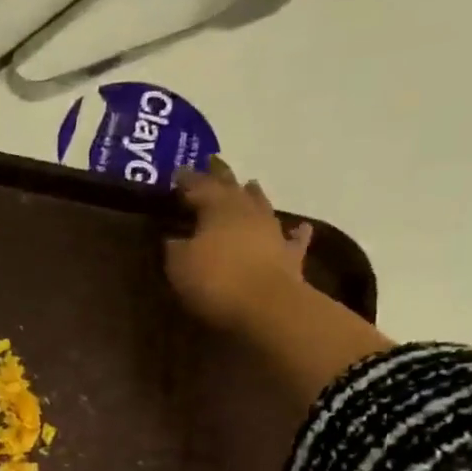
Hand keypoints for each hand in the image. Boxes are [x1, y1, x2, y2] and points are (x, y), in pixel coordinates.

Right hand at [165, 157, 312, 333]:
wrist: (268, 307)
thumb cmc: (216, 280)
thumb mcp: (179, 264)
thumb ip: (173, 246)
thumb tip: (171, 237)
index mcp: (218, 208)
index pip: (199, 186)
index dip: (187, 179)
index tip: (177, 172)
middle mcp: (247, 212)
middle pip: (232, 188)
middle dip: (220, 176)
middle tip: (212, 163)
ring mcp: (272, 232)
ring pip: (261, 205)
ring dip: (253, 195)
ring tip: (249, 184)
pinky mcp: (289, 256)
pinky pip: (293, 239)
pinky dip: (295, 232)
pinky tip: (299, 227)